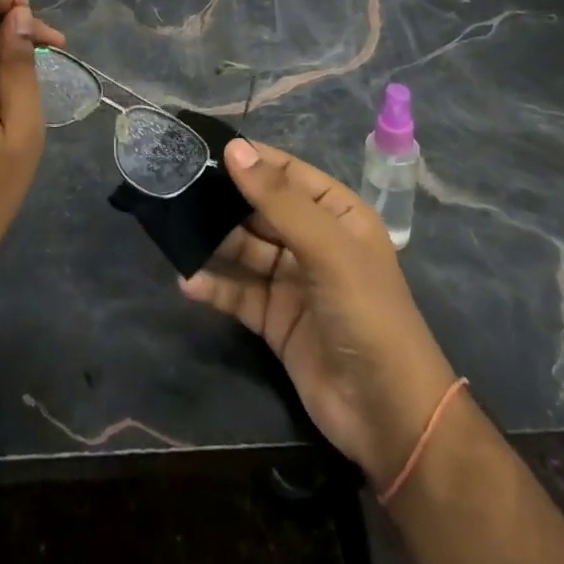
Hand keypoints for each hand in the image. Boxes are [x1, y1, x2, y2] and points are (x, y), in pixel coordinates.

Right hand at [181, 140, 457, 486]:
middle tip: (176, 187)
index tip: (201, 148)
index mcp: (336, 212)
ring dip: (213, 242)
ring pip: (245, 250)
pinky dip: (215, 287)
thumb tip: (234, 149)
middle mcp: (313, 240)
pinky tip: (187, 282)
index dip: (249, 159)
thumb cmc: (366, 311)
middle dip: (223, 200)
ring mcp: (293, 281)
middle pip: (260, 210)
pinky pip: (239, 293)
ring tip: (174, 230)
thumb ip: (277, 200)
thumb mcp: (326, 247)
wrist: (389, 415)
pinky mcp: (275, 320)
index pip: (286, 173)